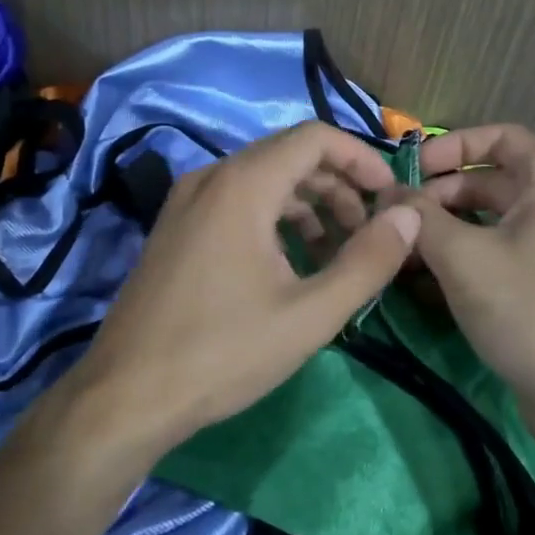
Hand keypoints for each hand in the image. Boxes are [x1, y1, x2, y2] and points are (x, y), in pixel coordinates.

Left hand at [76, 121, 422, 453]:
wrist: (125, 396)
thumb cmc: (222, 353)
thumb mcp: (310, 314)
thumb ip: (367, 261)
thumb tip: (409, 216)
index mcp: (242, 185)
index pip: (314, 137)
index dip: (360, 159)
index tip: (388, 197)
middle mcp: (210, 178)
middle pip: (289, 155)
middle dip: (338, 186)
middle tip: (367, 233)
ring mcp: (186, 201)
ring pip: (262, 179)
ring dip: (308, 205)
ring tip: (335, 255)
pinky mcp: (175, 227)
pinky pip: (236, 201)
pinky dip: (274, 218)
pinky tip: (290, 264)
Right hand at [408, 124, 534, 415]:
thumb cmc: (526, 306)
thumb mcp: (461, 256)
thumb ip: (419, 217)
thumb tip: (387, 194)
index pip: (501, 137)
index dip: (452, 146)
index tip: (412, 169)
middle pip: (492, 179)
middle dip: (441, 194)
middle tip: (399, 217)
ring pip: (493, 219)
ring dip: (447, 228)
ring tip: (404, 249)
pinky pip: (501, 251)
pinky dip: (466, 255)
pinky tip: (427, 277)